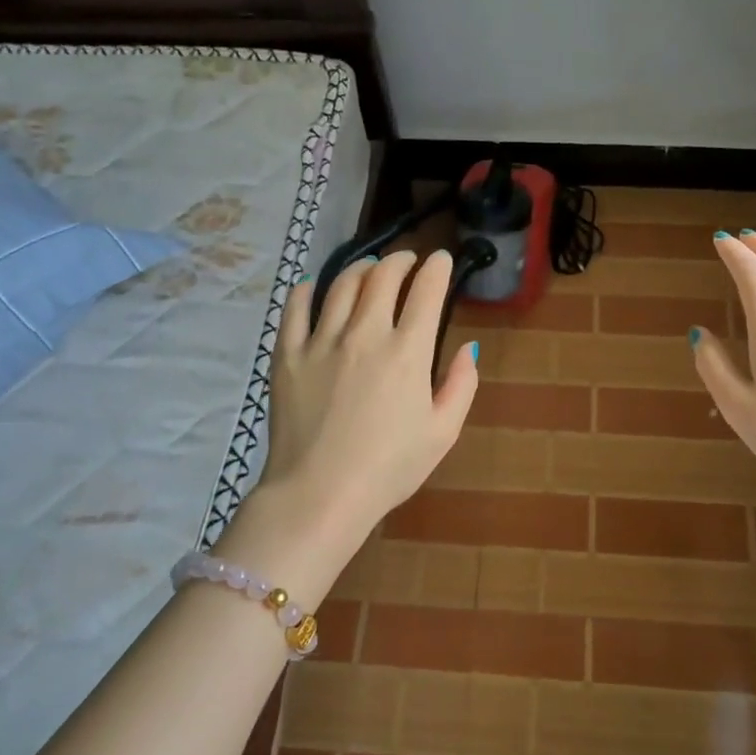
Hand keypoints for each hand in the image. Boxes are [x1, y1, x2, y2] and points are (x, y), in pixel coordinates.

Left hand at [227, 250, 479, 598]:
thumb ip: (462, 384)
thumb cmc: (389, 468)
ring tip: (369, 267)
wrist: (319, 494)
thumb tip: (468, 347)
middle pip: (383, 277)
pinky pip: (295, 309)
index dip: (437, 267)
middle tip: (407, 260)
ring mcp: (322, 341)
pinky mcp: (288, 354)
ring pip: (342, 284)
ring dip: (361, 267)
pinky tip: (313, 286)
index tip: (441, 259)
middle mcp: (365, 334)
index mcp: (407, 351)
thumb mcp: (443, 432)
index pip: (426, 290)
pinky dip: (307, 290)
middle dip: (400, 260)